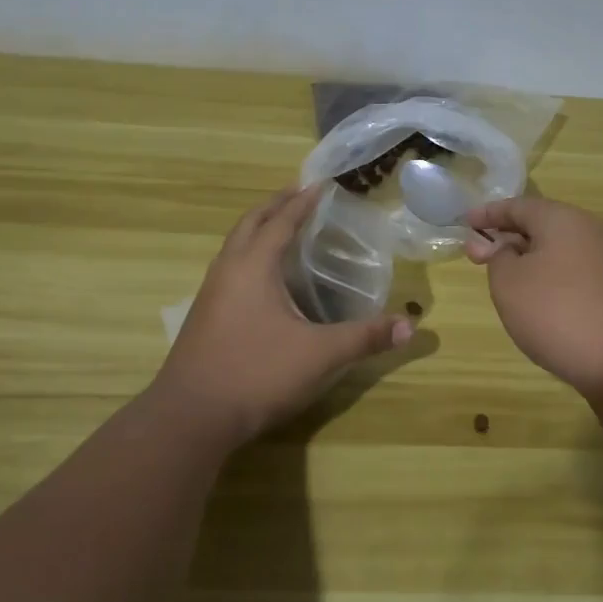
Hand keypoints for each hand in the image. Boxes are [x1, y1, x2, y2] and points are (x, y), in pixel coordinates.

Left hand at [152, 185, 413, 444]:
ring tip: (281, 229)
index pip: (281, 221)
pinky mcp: (204, 316)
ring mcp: (211, 294)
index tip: (320, 184)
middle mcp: (228, 270)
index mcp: (253, 266)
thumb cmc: (256, 373)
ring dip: (257, 229)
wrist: (191, 417)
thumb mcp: (320, 355)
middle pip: (250, 224)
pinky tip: (262, 279)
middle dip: (275, 206)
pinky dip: (248, 255)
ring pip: (234, 246)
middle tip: (299, 195)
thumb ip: (365, 338)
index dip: (302, 202)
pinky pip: (229, 268)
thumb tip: (411, 327)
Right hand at [465, 195, 602, 399]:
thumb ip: (496, 257)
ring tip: (503, 279)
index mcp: (562, 219)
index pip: (517, 206)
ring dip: (528, 259)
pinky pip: (573, 271)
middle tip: (477, 255)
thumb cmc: (556, 313)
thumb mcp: (509, 283)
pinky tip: (538, 300)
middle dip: (507, 237)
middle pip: (540, 225)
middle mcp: (590, 230)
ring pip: (558, 249)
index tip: (463, 223)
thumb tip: (503, 247)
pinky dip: (549, 276)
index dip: (487, 214)